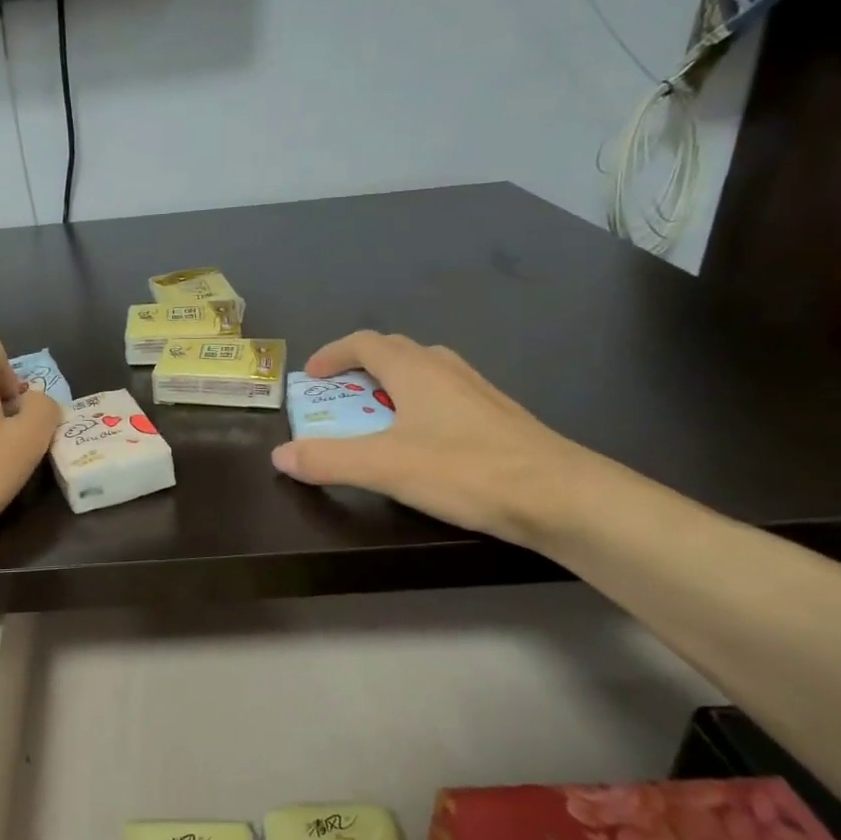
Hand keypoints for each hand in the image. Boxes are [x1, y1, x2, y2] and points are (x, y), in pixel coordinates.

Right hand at [270, 330, 589, 545]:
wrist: (561, 496)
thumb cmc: (465, 470)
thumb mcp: (384, 467)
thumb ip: (328, 459)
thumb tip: (280, 455)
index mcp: (415, 370)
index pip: (364, 343)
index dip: (332, 354)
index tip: (311, 376)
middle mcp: (446, 369)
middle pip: (395, 351)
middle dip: (359, 367)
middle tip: (338, 397)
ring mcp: (477, 391)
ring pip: (425, 371)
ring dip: (392, 384)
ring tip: (376, 417)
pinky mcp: (498, 416)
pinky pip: (446, 395)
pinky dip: (420, 405)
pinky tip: (423, 441)